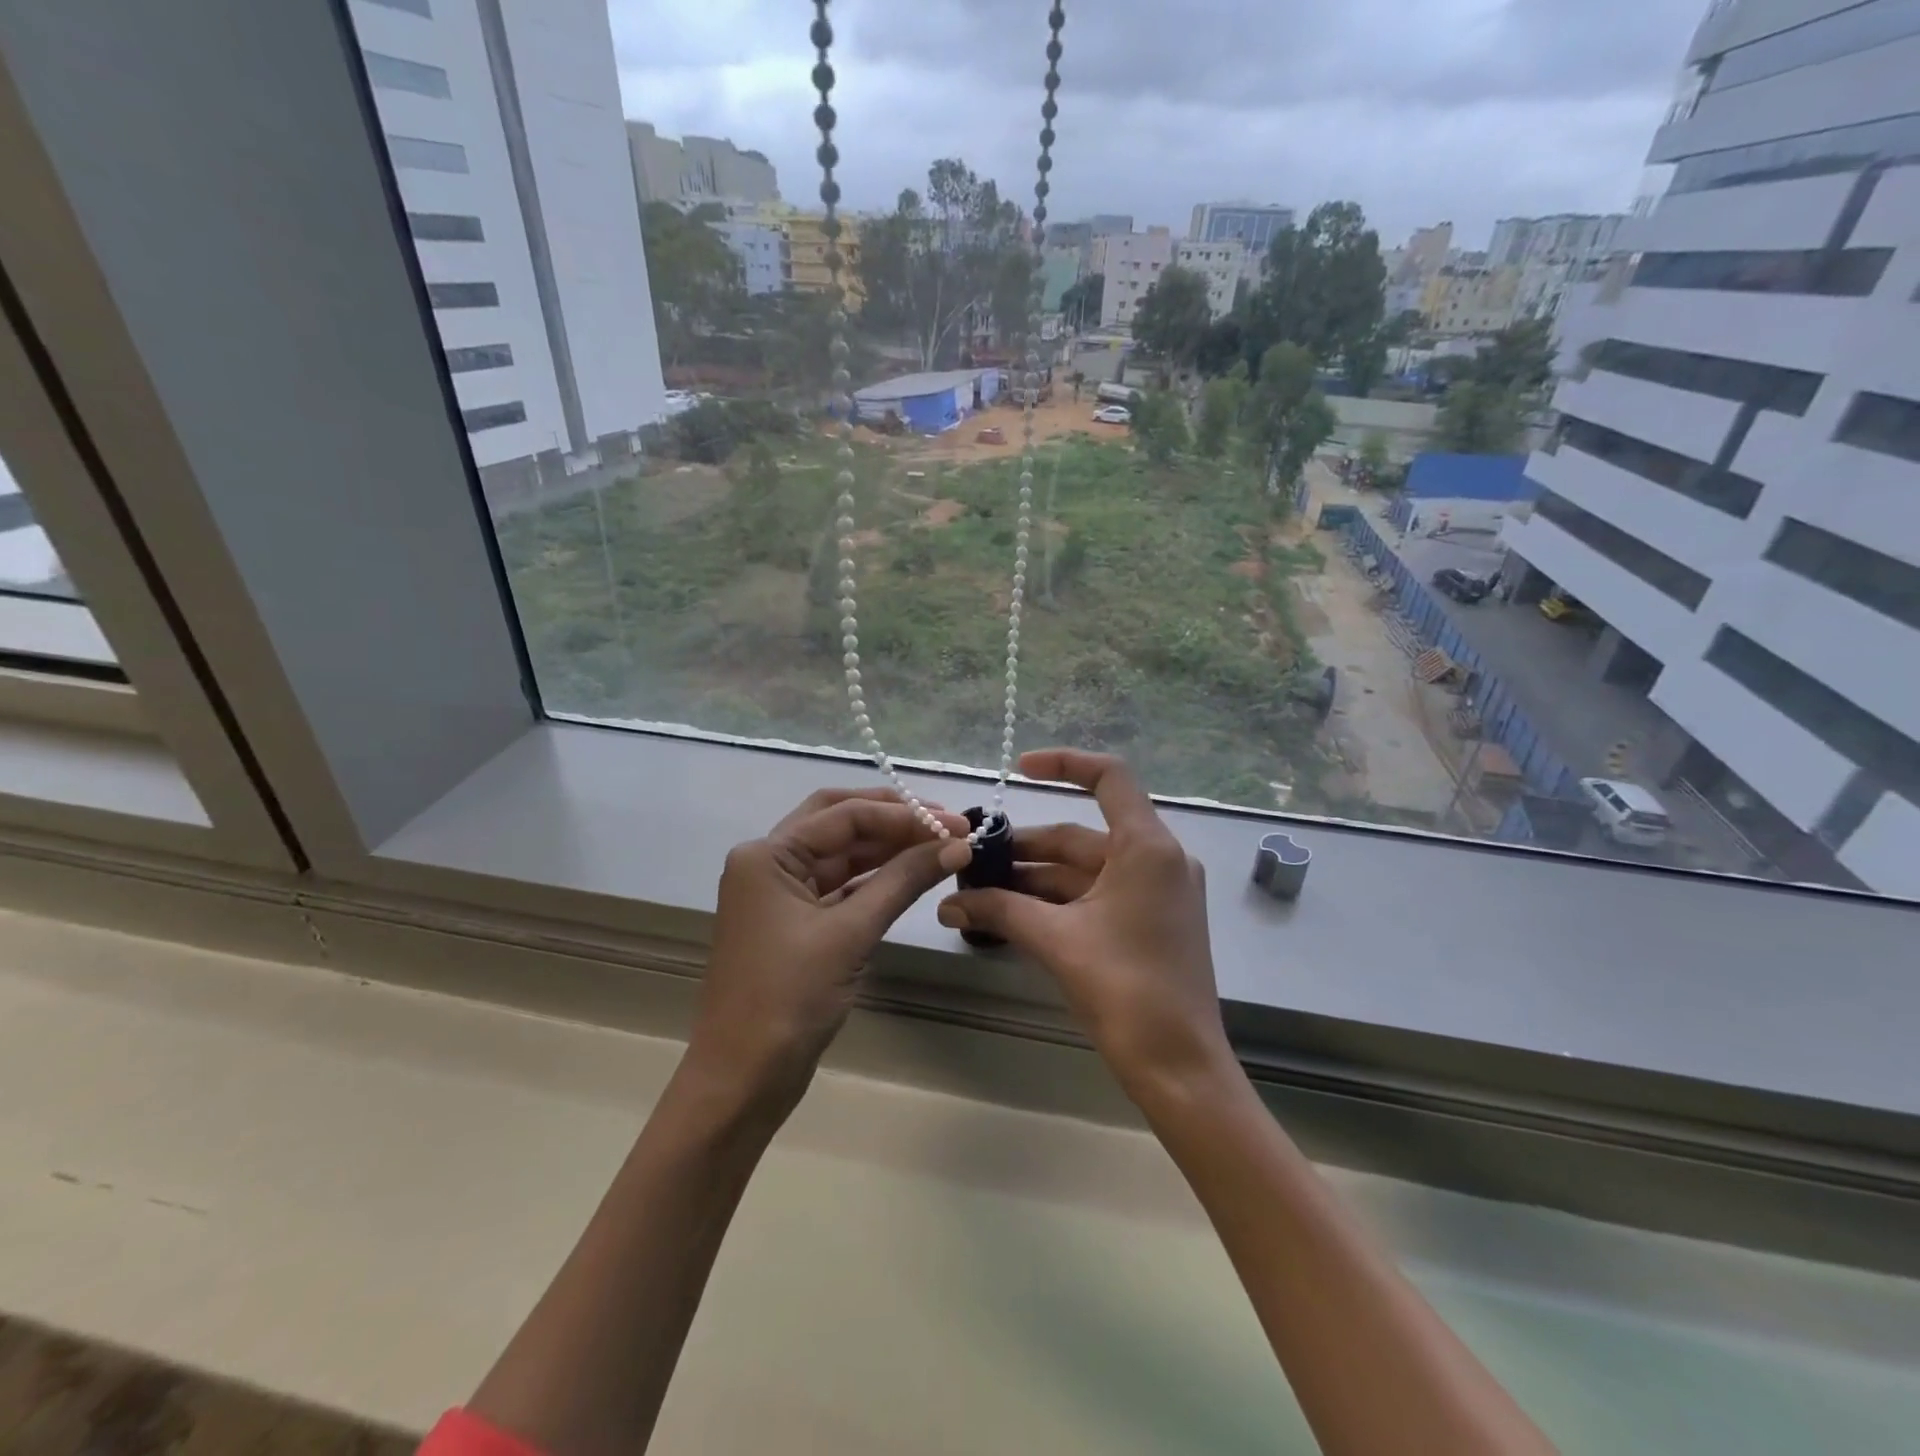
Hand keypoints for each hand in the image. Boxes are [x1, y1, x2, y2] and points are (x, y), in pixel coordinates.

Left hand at [688, 788, 970, 1115]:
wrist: (742, 1079)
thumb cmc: (788, 999)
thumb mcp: (850, 934)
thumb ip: (903, 881)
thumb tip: (958, 844)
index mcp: (768, 855)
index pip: (845, 815)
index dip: (904, 814)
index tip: (957, 823)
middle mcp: (770, 863)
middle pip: (838, 821)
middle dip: (892, 817)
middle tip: (946, 823)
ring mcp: (782, 894)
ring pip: (841, 854)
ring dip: (888, 848)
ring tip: (940, 845)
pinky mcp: (797, 923)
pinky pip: (841, 887)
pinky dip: (876, 879)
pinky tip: (912, 875)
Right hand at [936, 750, 1232, 1102]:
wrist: (1179, 1067)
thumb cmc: (1125, 990)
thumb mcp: (1056, 941)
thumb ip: (999, 911)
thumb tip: (947, 903)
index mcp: (1147, 848)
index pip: (1110, 778)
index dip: (1064, 763)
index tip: (1019, 770)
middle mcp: (1158, 860)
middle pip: (1082, 835)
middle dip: (1025, 848)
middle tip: (973, 858)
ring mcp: (1156, 892)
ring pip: (1084, 870)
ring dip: (1034, 879)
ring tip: (979, 891)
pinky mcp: (1149, 921)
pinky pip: (1096, 895)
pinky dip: (1056, 901)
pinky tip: (1012, 913)